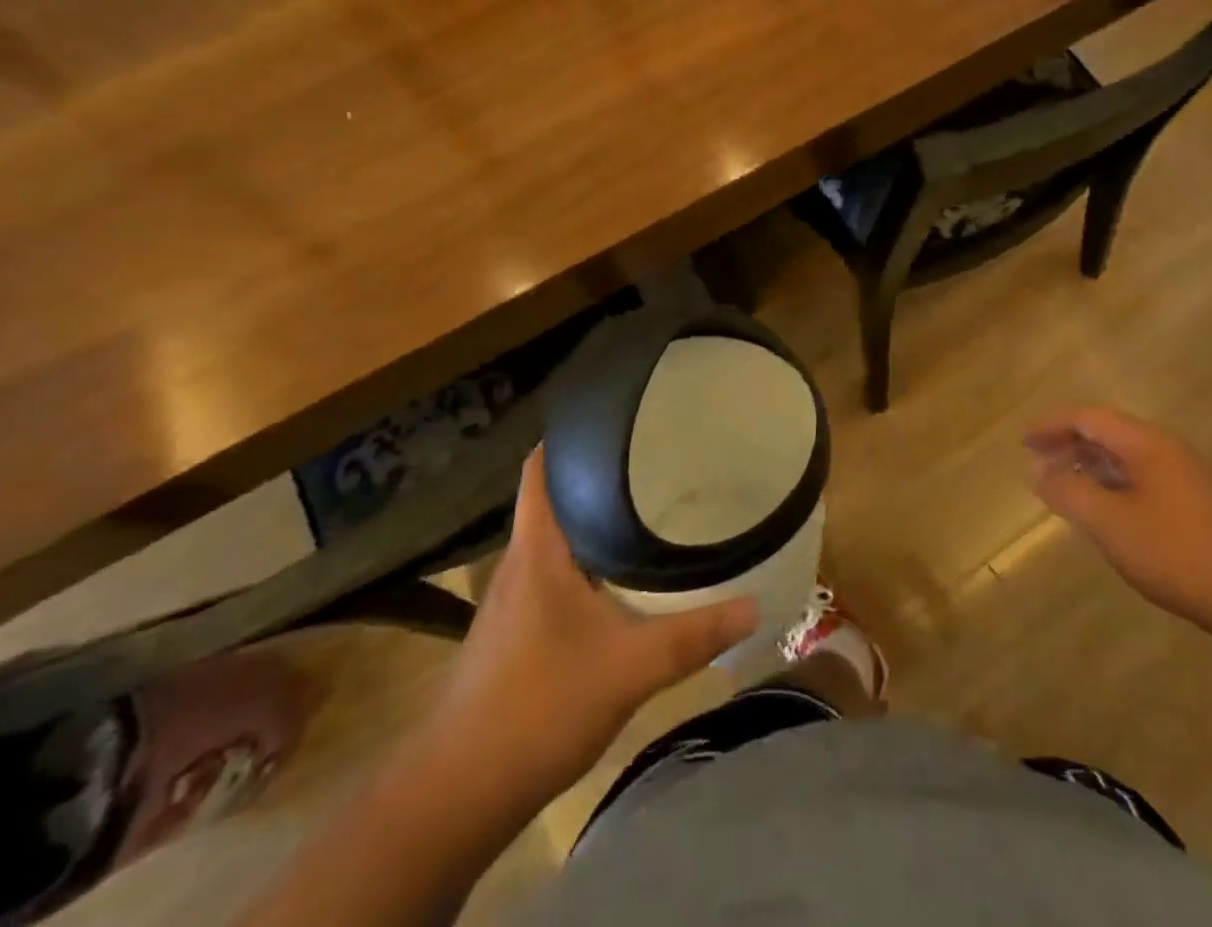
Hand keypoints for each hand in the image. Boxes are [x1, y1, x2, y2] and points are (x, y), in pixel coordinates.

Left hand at [433, 447, 758, 797]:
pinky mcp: (514, 631)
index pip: (541, 467)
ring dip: (593, 518)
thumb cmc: (538, 707)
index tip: (617, 417)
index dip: (570, 435)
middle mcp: (521, 561)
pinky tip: (619, 576)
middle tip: (653, 457)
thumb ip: (694, 635)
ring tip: (646, 504)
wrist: (456, 794)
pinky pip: (554, 572)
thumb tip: (754, 604)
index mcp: (538, 548)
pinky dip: (586, 559)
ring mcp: (512, 599)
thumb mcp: (630, 668)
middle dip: (598, 473)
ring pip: (556, 537)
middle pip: (554, 496)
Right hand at [1024, 408, 1211, 646]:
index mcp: (1145, 444)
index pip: (1088, 417)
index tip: (1023, 443)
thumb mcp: (1112, 525)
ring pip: (1125, 456)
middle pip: (1107, 432)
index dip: (1052, 425)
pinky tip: (1104, 511)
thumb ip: (1070, 493)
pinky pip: (1140, 478)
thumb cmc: (1181, 554)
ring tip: (1062, 486)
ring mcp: (1184, 477)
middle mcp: (1165, 450)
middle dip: (1068, 443)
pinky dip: (1111, 484)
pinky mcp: (1195, 504)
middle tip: (1037, 463)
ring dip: (1089, 464)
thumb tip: (1040, 472)